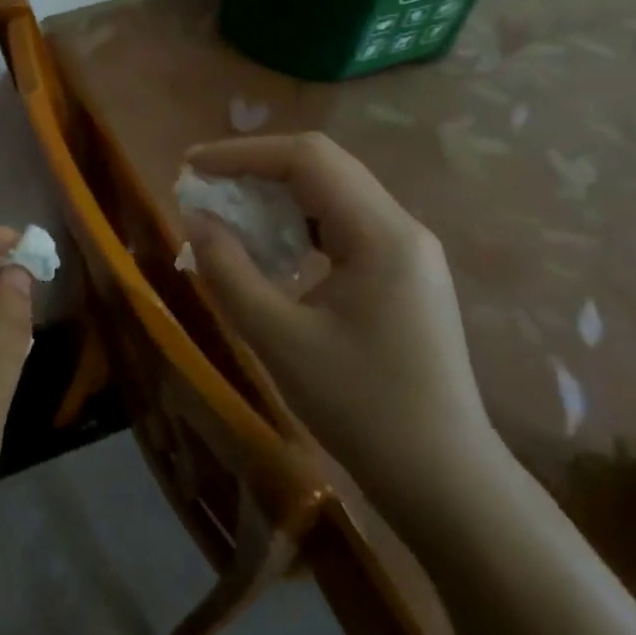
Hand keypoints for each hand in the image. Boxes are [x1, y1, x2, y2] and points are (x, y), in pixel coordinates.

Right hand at [183, 133, 502, 523]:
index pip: (307, 160)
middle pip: (322, 167)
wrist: (443, 480)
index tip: (191, 166)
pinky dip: (296, 224)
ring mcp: (407, 251)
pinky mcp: (402, 274)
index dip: (242, 154)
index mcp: (381, 235)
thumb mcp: (278, 338)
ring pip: (331, 194)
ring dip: (275, 195)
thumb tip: (194, 218)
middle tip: (203, 187)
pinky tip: (268, 249)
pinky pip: (341, 226)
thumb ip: (228, 270)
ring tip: (226, 213)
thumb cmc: (361, 408)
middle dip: (256, 169)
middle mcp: (402, 228)